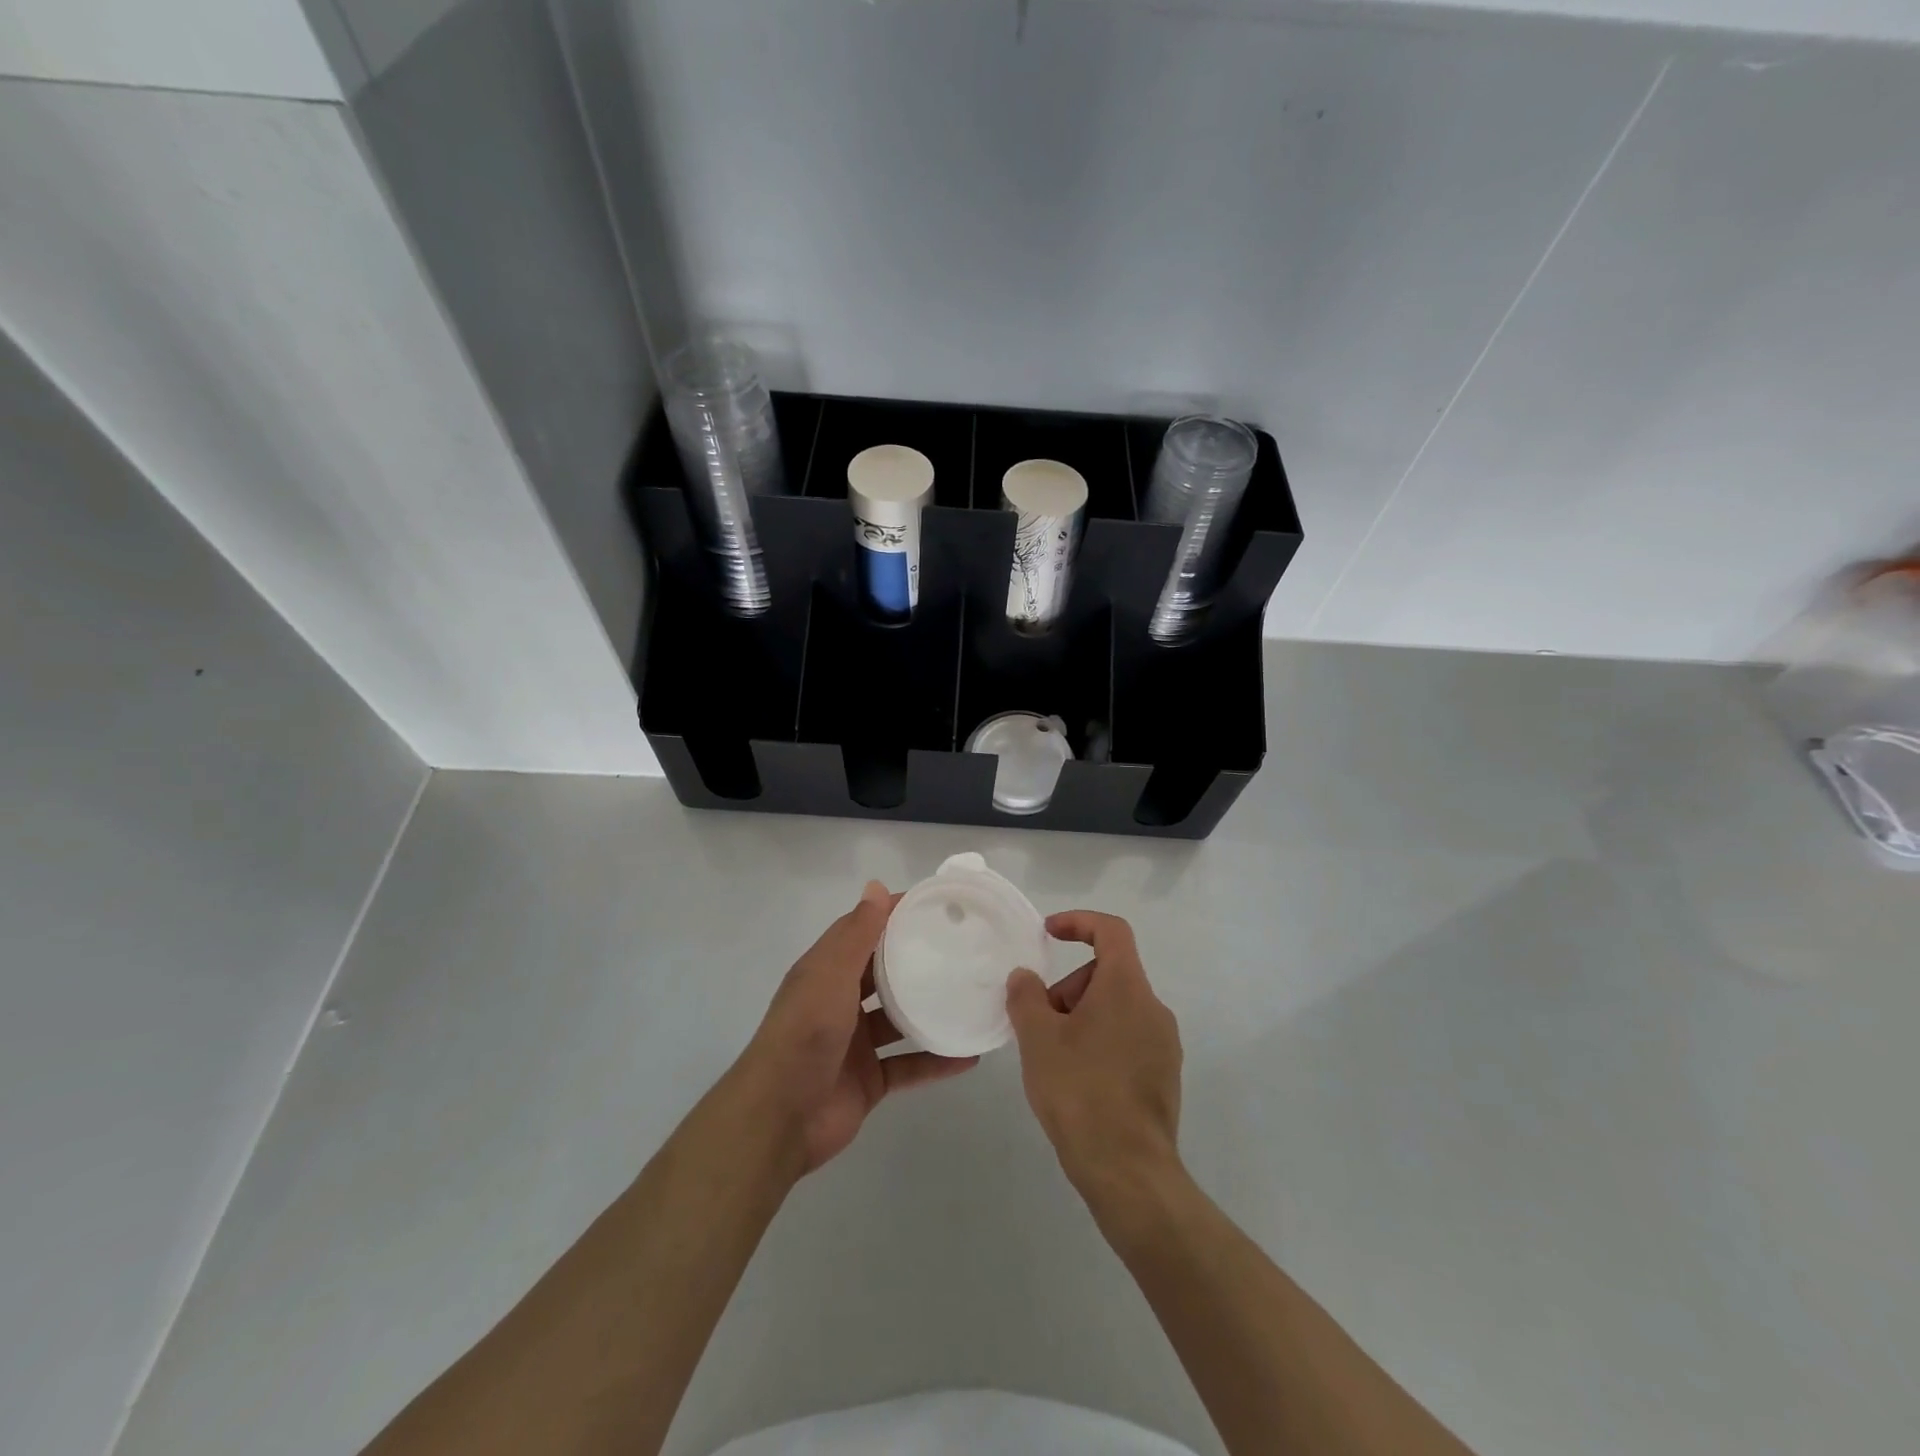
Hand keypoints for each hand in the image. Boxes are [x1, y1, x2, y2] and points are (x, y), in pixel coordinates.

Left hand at [734, 880, 977, 1177]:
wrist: (780, 1118)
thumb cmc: (805, 1034)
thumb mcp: (830, 975)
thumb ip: (857, 934)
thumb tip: (875, 885)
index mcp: (825, 971)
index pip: (862, 931)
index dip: (893, 915)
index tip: (934, 905)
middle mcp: (840, 1002)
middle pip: (883, 974)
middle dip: (916, 960)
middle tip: (963, 947)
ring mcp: (855, 1043)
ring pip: (899, 1019)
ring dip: (930, 1010)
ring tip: (971, 996)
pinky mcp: (869, 1079)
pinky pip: (909, 1065)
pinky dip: (936, 1061)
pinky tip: (970, 1056)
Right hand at [1006, 911, 1183, 1198]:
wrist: (1128, 1171)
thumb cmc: (1080, 1091)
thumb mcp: (1038, 1038)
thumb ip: (1026, 996)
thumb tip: (1025, 977)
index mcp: (1127, 988)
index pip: (1111, 931)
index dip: (1079, 922)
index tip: (1048, 933)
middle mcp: (1153, 1008)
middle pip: (1109, 973)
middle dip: (1069, 988)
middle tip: (1039, 1023)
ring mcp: (1164, 1044)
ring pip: (1116, 1008)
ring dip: (1082, 1017)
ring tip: (1053, 1057)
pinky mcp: (1165, 1075)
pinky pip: (1127, 1038)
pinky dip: (1099, 1041)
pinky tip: (1077, 1080)